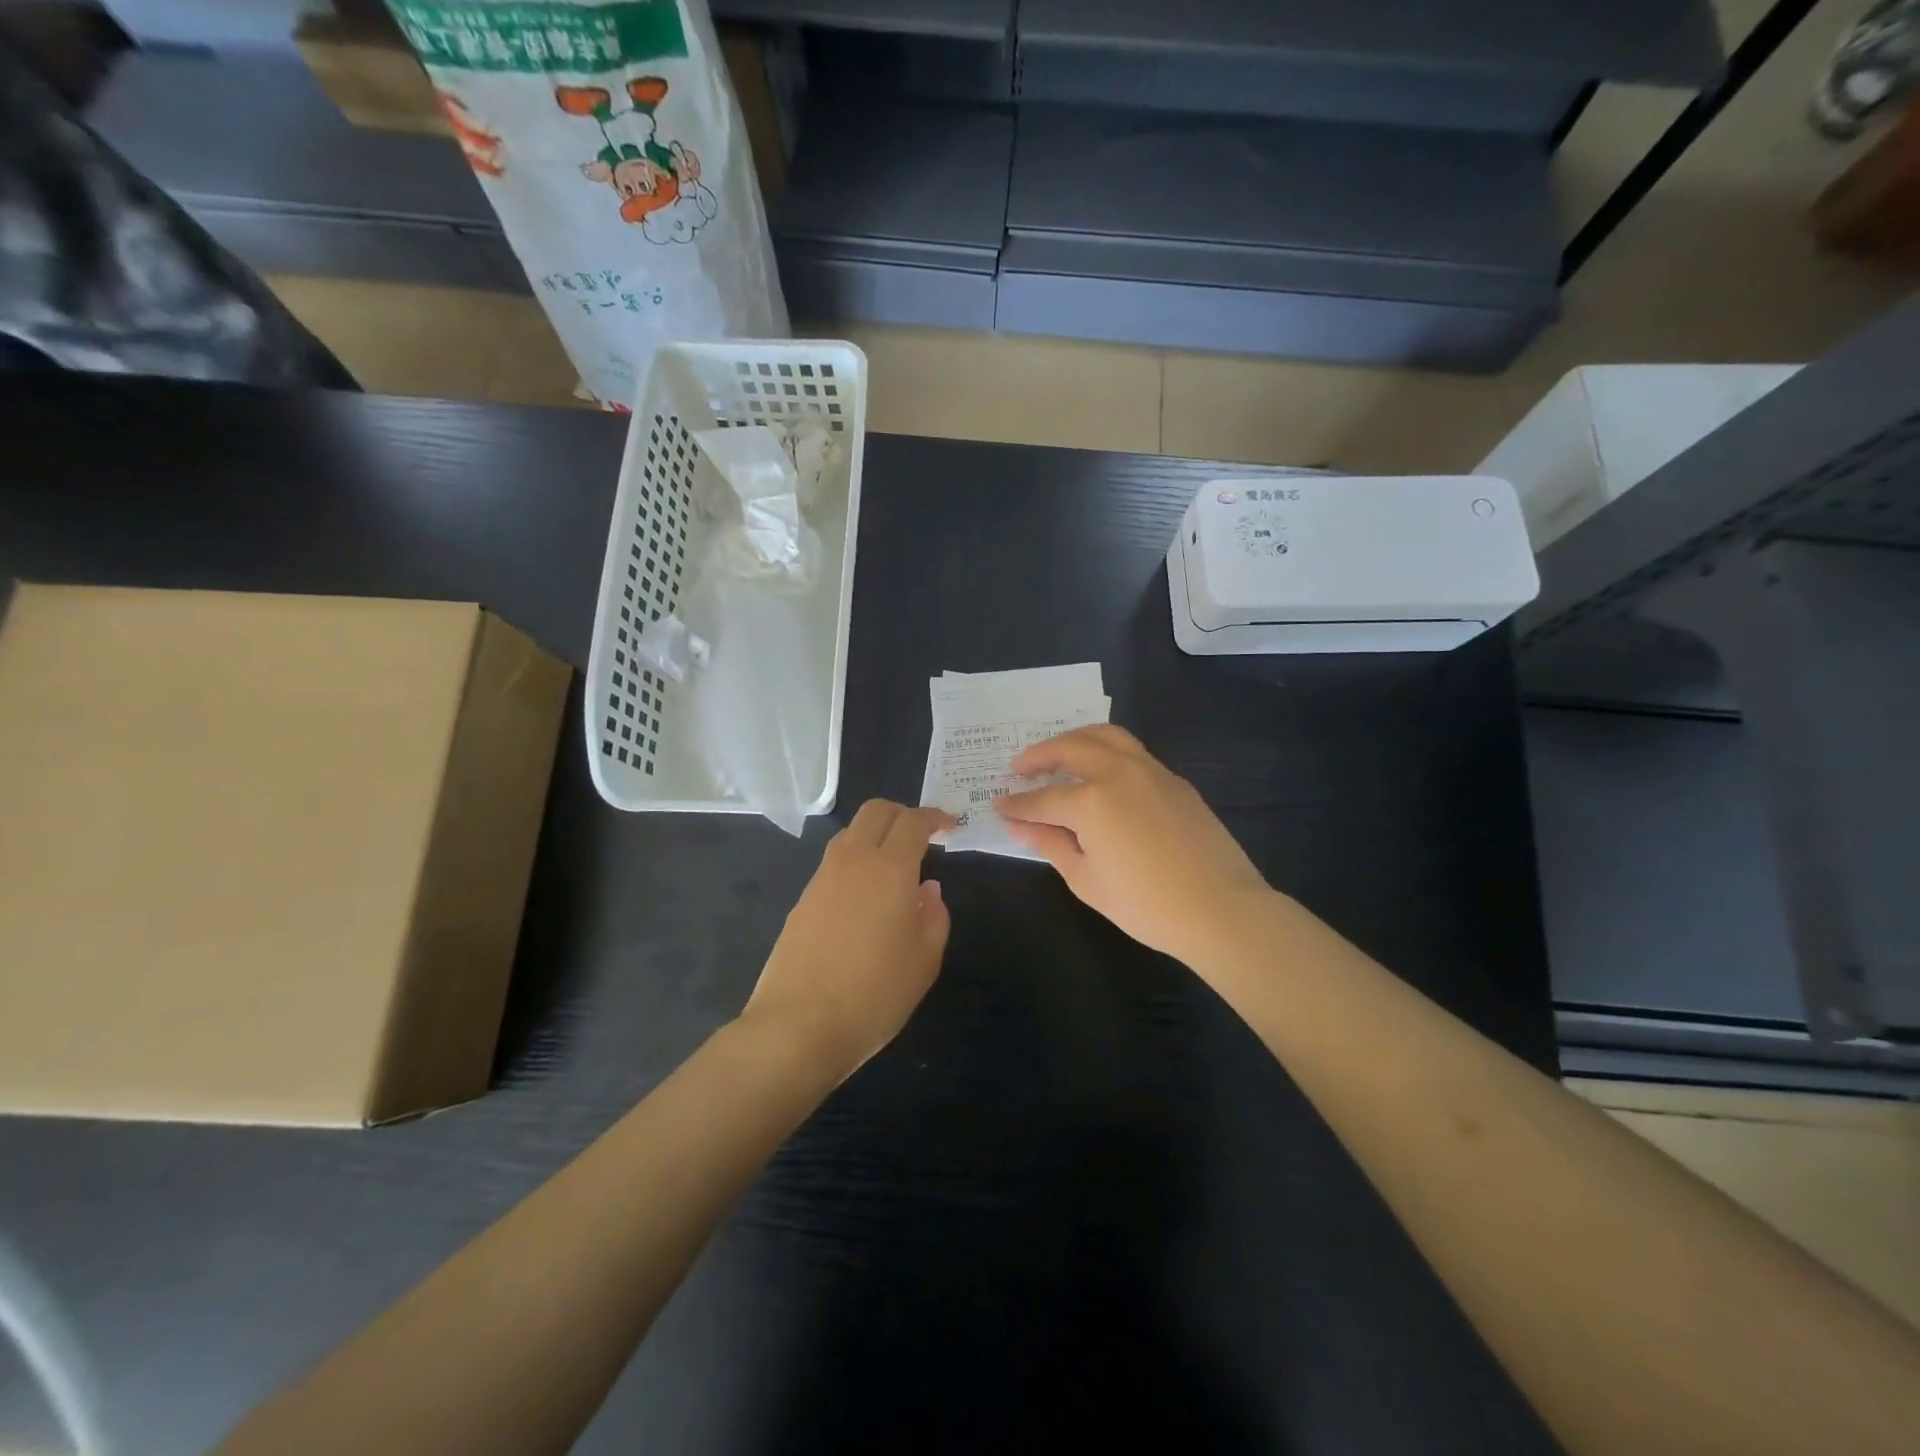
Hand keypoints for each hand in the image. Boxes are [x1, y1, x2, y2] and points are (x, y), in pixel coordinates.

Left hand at [739, 800, 953, 1081]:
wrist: (798, 1025)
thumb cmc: (874, 994)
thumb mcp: (924, 960)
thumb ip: (934, 916)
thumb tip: (927, 889)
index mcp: (890, 868)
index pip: (912, 821)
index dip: (934, 817)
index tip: (949, 827)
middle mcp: (853, 861)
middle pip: (875, 811)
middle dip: (902, 813)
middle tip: (922, 836)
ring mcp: (822, 878)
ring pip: (850, 833)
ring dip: (875, 835)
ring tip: (894, 865)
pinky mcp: (802, 899)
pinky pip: (834, 862)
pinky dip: (855, 861)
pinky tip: (865, 897)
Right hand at [994, 725, 1271, 965]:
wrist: (1220, 909)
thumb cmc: (1145, 904)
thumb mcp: (1086, 880)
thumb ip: (1051, 844)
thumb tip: (1021, 826)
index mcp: (1092, 801)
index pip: (1042, 799)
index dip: (1016, 805)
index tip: (998, 805)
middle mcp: (1118, 773)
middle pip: (1071, 748)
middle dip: (1039, 755)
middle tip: (1020, 768)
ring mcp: (1151, 770)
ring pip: (1106, 736)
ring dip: (1075, 740)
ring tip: (1058, 754)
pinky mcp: (1174, 780)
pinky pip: (1132, 752)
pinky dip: (1106, 751)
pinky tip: (1100, 773)